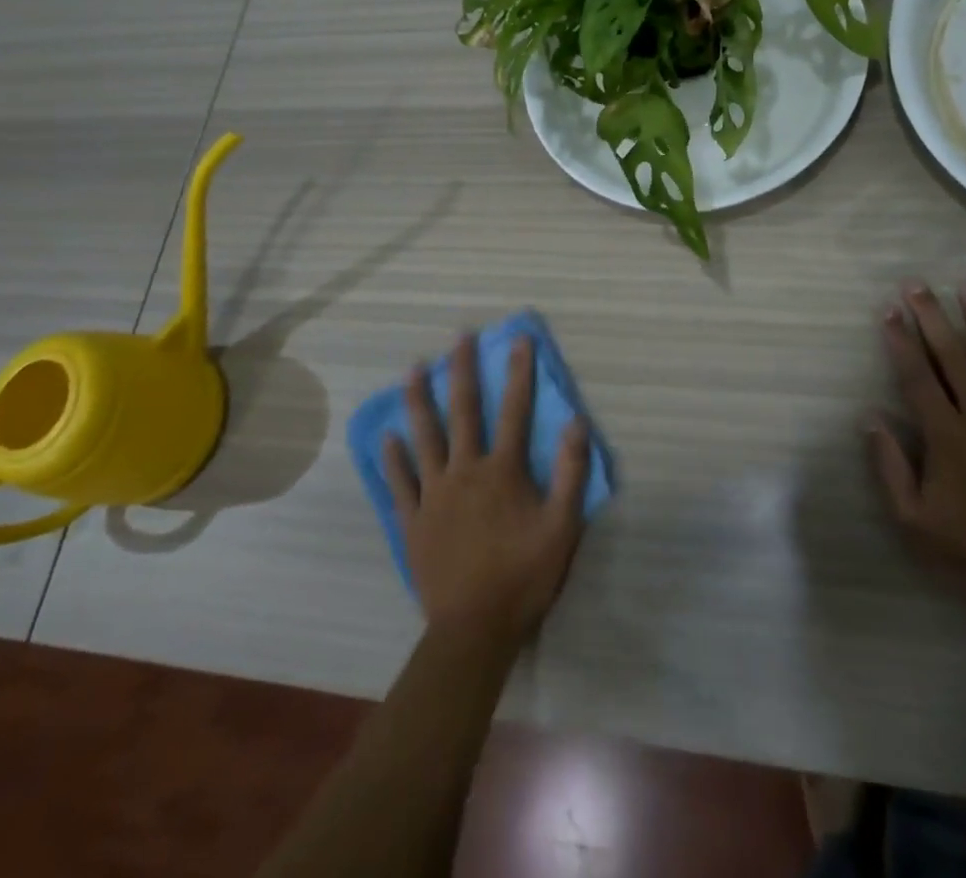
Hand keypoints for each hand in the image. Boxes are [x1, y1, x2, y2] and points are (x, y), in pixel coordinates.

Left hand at [383, 333, 591, 646]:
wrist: (474, 629)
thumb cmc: (524, 575)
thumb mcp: (562, 526)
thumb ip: (572, 473)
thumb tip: (578, 423)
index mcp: (502, 471)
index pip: (514, 410)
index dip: (519, 372)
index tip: (518, 339)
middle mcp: (465, 471)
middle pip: (464, 411)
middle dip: (463, 370)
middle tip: (459, 337)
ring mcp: (434, 494)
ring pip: (424, 437)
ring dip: (420, 400)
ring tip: (414, 369)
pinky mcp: (413, 520)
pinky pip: (400, 482)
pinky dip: (394, 457)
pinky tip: (387, 436)